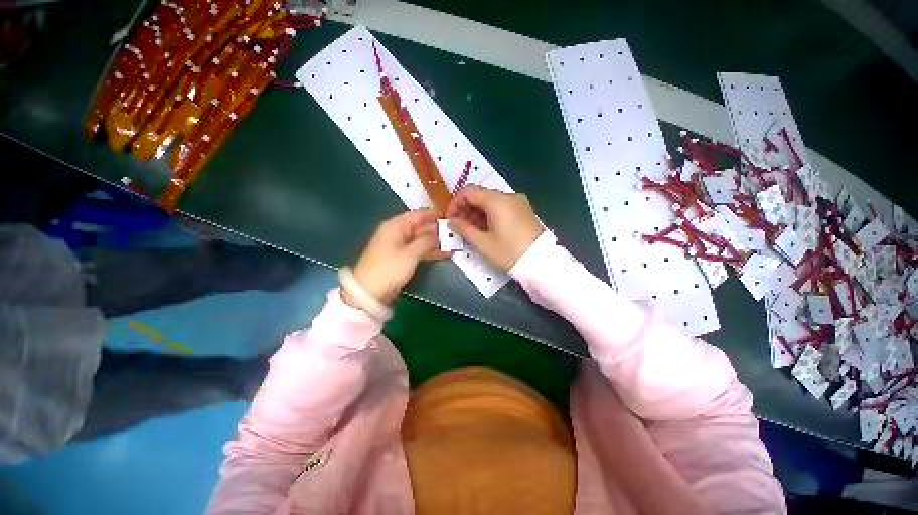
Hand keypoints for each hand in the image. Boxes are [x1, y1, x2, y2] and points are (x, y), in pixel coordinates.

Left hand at [346, 209, 450, 306]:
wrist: (370, 292)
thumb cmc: (389, 268)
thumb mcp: (410, 254)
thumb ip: (426, 241)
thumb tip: (438, 232)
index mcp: (396, 226)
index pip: (418, 215)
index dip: (434, 215)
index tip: (451, 216)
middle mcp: (398, 232)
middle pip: (420, 227)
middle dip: (437, 230)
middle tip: (456, 233)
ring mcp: (400, 245)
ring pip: (421, 239)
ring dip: (436, 242)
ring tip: (454, 244)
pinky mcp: (402, 257)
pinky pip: (419, 250)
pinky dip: (430, 251)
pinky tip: (444, 254)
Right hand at [446, 186, 543, 271]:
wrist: (541, 262)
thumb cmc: (509, 253)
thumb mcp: (483, 243)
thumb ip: (464, 229)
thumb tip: (452, 221)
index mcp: (497, 201)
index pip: (469, 191)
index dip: (455, 202)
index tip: (450, 218)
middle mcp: (509, 196)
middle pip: (481, 194)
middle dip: (466, 208)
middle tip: (459, 226)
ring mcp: (518, 202)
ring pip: (491, 201)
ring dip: (478, 212)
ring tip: (472, 230)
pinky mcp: (524, 210)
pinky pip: (502, 206)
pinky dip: (490, 214)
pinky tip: (487, 229)